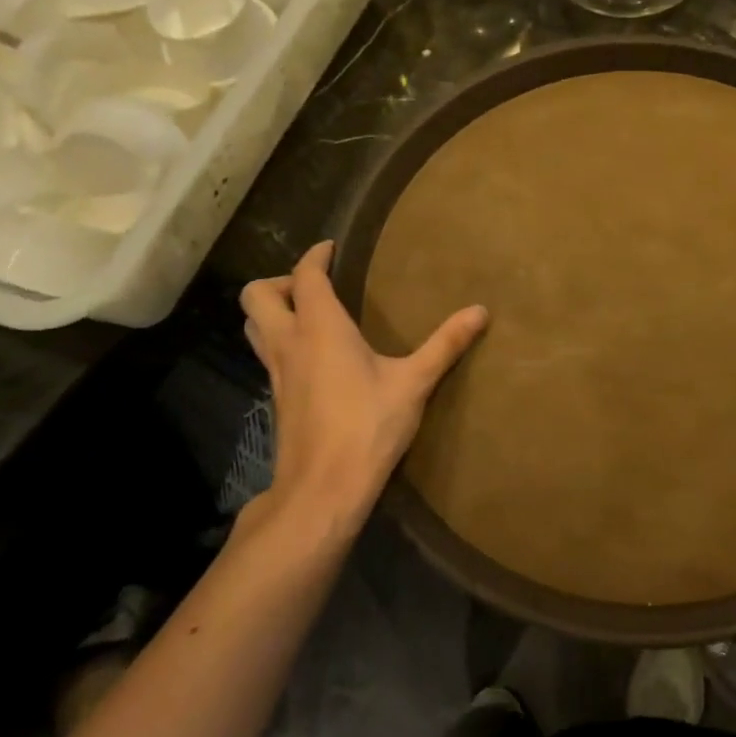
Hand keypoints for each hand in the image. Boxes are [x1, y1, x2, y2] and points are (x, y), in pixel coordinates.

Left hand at [240, 241, 486, 521]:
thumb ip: (446, 344)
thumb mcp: (414, 382)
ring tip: (308, 314)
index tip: (331, 247)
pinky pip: (267, 354)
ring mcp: (277, 373)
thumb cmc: (368, 427)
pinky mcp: (278, 398)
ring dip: (272, 311)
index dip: (315, 256)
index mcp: (320, 328)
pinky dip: (280, 340)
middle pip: (256, 296)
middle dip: (281, 281)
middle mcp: (289, 343)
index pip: (305, 276)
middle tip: (316, 286)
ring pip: (254, 326)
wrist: (323, 489)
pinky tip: (315, 357)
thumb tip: (480, 310)